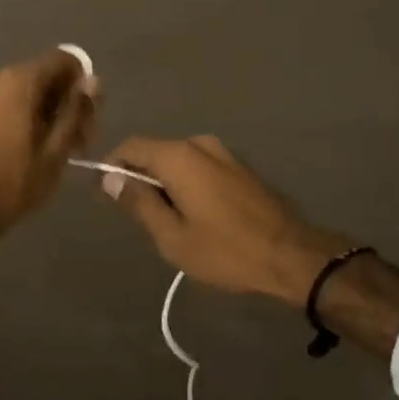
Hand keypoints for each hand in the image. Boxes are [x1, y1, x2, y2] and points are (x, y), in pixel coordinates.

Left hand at [0, 49, 98, 292]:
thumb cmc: (15, 182)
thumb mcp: (56, 149)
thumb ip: (77, 110)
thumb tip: (93, 80)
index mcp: (19, 80)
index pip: (65, 60)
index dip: (83, 85)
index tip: (89, 119)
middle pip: (48, 76)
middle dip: (69, 104)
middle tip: (81, 144)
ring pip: (32, 91)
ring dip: (52, 113)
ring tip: (62, 151)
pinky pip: (13, 102)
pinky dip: (31, 117)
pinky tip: (39, 148)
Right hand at [97, 135, 352, 306]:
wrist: (291, 255)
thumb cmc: (226, 250)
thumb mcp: (172, 236)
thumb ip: (138, 203)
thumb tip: (110, 178)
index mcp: (178, 156)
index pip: (131, 146)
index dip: (113, 166)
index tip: (107, 195)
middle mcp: (199, 144)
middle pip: (155, 152)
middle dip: (141, 178)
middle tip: (139, 218)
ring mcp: (223, 153)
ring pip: (178, 161)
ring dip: (166, 183)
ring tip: (168, 222)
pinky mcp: (239, 166)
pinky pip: (199, 167)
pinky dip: (187, 183)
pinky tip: (196, 216)